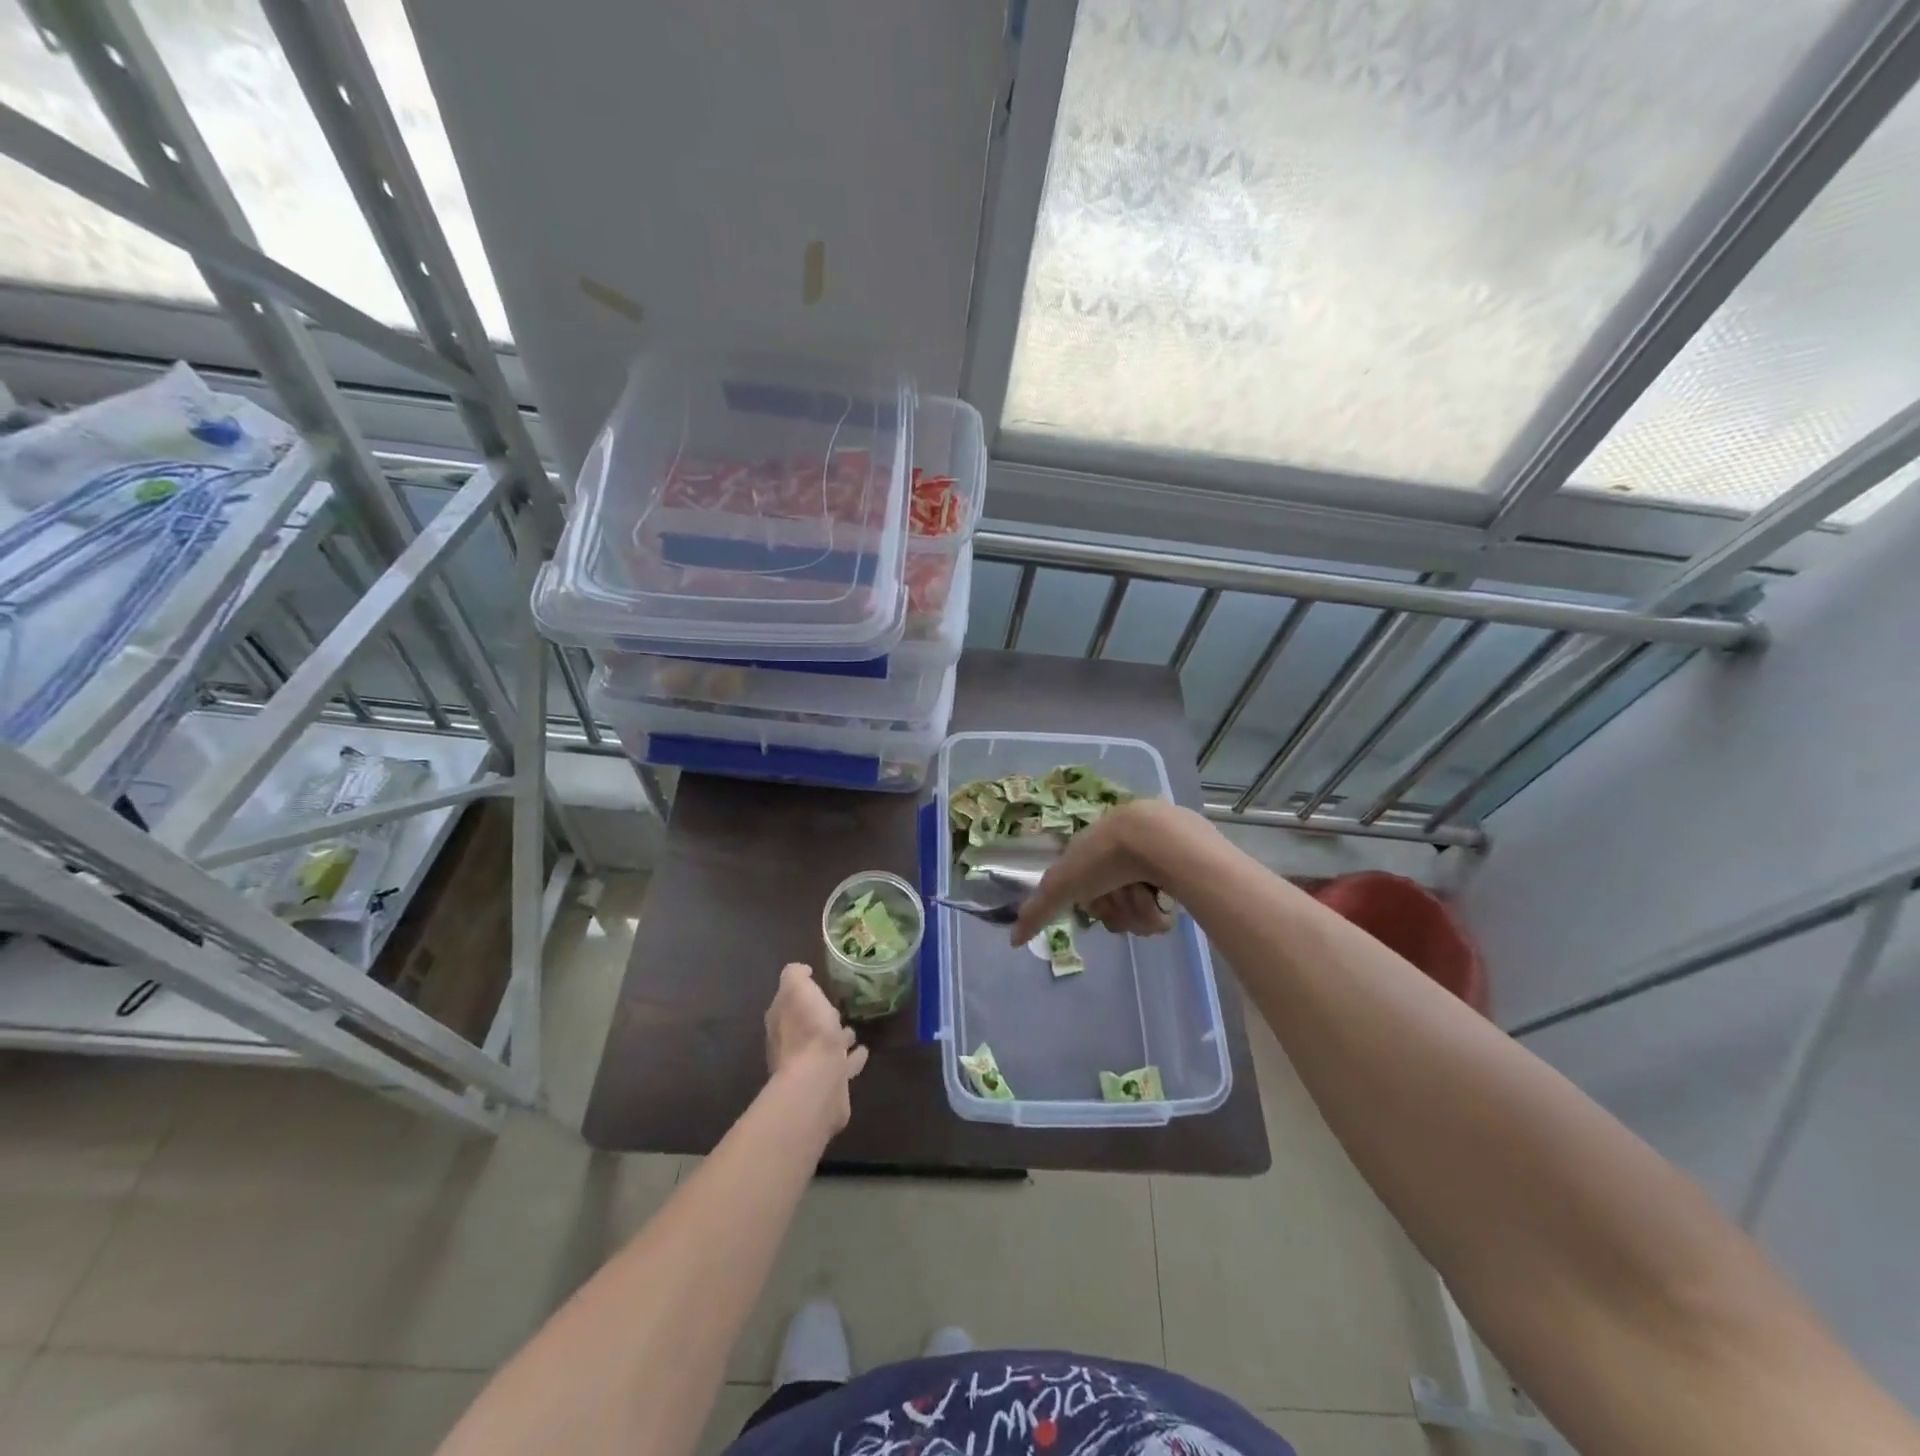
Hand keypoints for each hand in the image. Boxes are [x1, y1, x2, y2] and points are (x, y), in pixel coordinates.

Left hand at [765, 962, 868, 1129]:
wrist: (818, 1081)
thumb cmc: (808, 1031)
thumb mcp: (798, 989)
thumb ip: (795, 976)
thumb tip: (802, 971)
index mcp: (781, 1022)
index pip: (787, 1003)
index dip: (800, 994)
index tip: (816, 984)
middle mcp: (790, 1046)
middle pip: (806, 1027)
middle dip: (820, 1018)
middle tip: (837, 1009)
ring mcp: (810, 1068)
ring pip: (825, 1048)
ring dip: (838, 1039)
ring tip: (853, 1031)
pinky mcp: (829, 1086)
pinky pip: (842, 1067)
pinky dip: (852, 1059)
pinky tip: (864, 1052)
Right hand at [1008, 799, 1207, 944]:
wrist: (1156, 838)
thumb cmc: (1103, 858)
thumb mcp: (1061, 885)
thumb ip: (1037, 912)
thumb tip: (1012, 941)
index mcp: (1094, 854)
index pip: (1090, 897)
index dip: (1094, 906)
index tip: (1095, 904)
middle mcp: (1122, 856)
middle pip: (1115, 908)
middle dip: (1117, 911)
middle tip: (1121, 898)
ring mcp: (1152, 863)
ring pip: (1140, 913)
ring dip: (1139, 913)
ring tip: (1145, 894)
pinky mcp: (1180, 872)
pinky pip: (1165, 909)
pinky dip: (1160, 910)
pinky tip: (1162, 897)